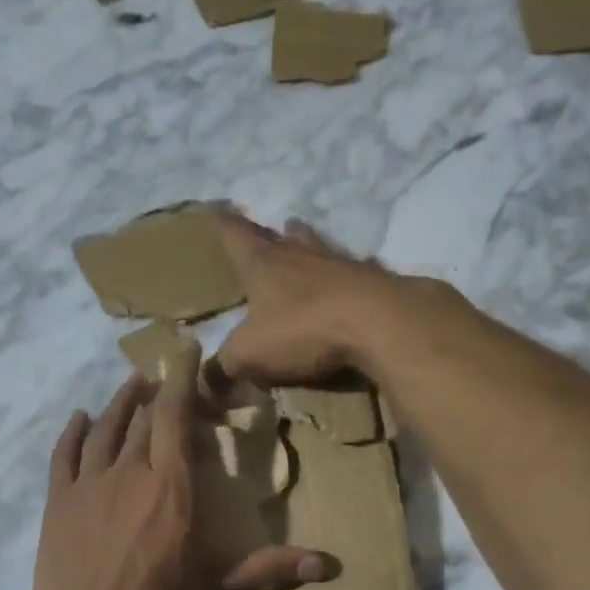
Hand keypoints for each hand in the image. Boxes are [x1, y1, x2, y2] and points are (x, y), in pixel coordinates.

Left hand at [26, 352, 328, 589]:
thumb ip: (269, 568)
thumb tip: (330, 564)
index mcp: (172, 487)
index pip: (177, 416)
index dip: (182, 378)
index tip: (185, 350)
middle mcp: (130, 472)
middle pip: (144, 417)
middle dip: (157, 391)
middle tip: (165, 378)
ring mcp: (88, 484)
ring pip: (105, 428)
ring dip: (120, 403)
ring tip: (132, 385)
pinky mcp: (57, 502)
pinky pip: (63, 455)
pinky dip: (73, 432)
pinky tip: (80, 417)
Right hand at [212, 215, 435, 388]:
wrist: (379, 322)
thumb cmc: (303, 329)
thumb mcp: (250, 354)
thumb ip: (225, 366)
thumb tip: (210, 381)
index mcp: (262, 263)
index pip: (234, 233)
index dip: (221, 223)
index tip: (212, 208)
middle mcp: (298, 253)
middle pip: (276, 235)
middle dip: (262, 233)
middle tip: (256, 230)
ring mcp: (338, 262)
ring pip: (314, 245)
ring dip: (303, 242)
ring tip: (297, 237)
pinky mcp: (371, 279)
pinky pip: (348, 270)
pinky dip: (339, 273)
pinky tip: (343, 278)